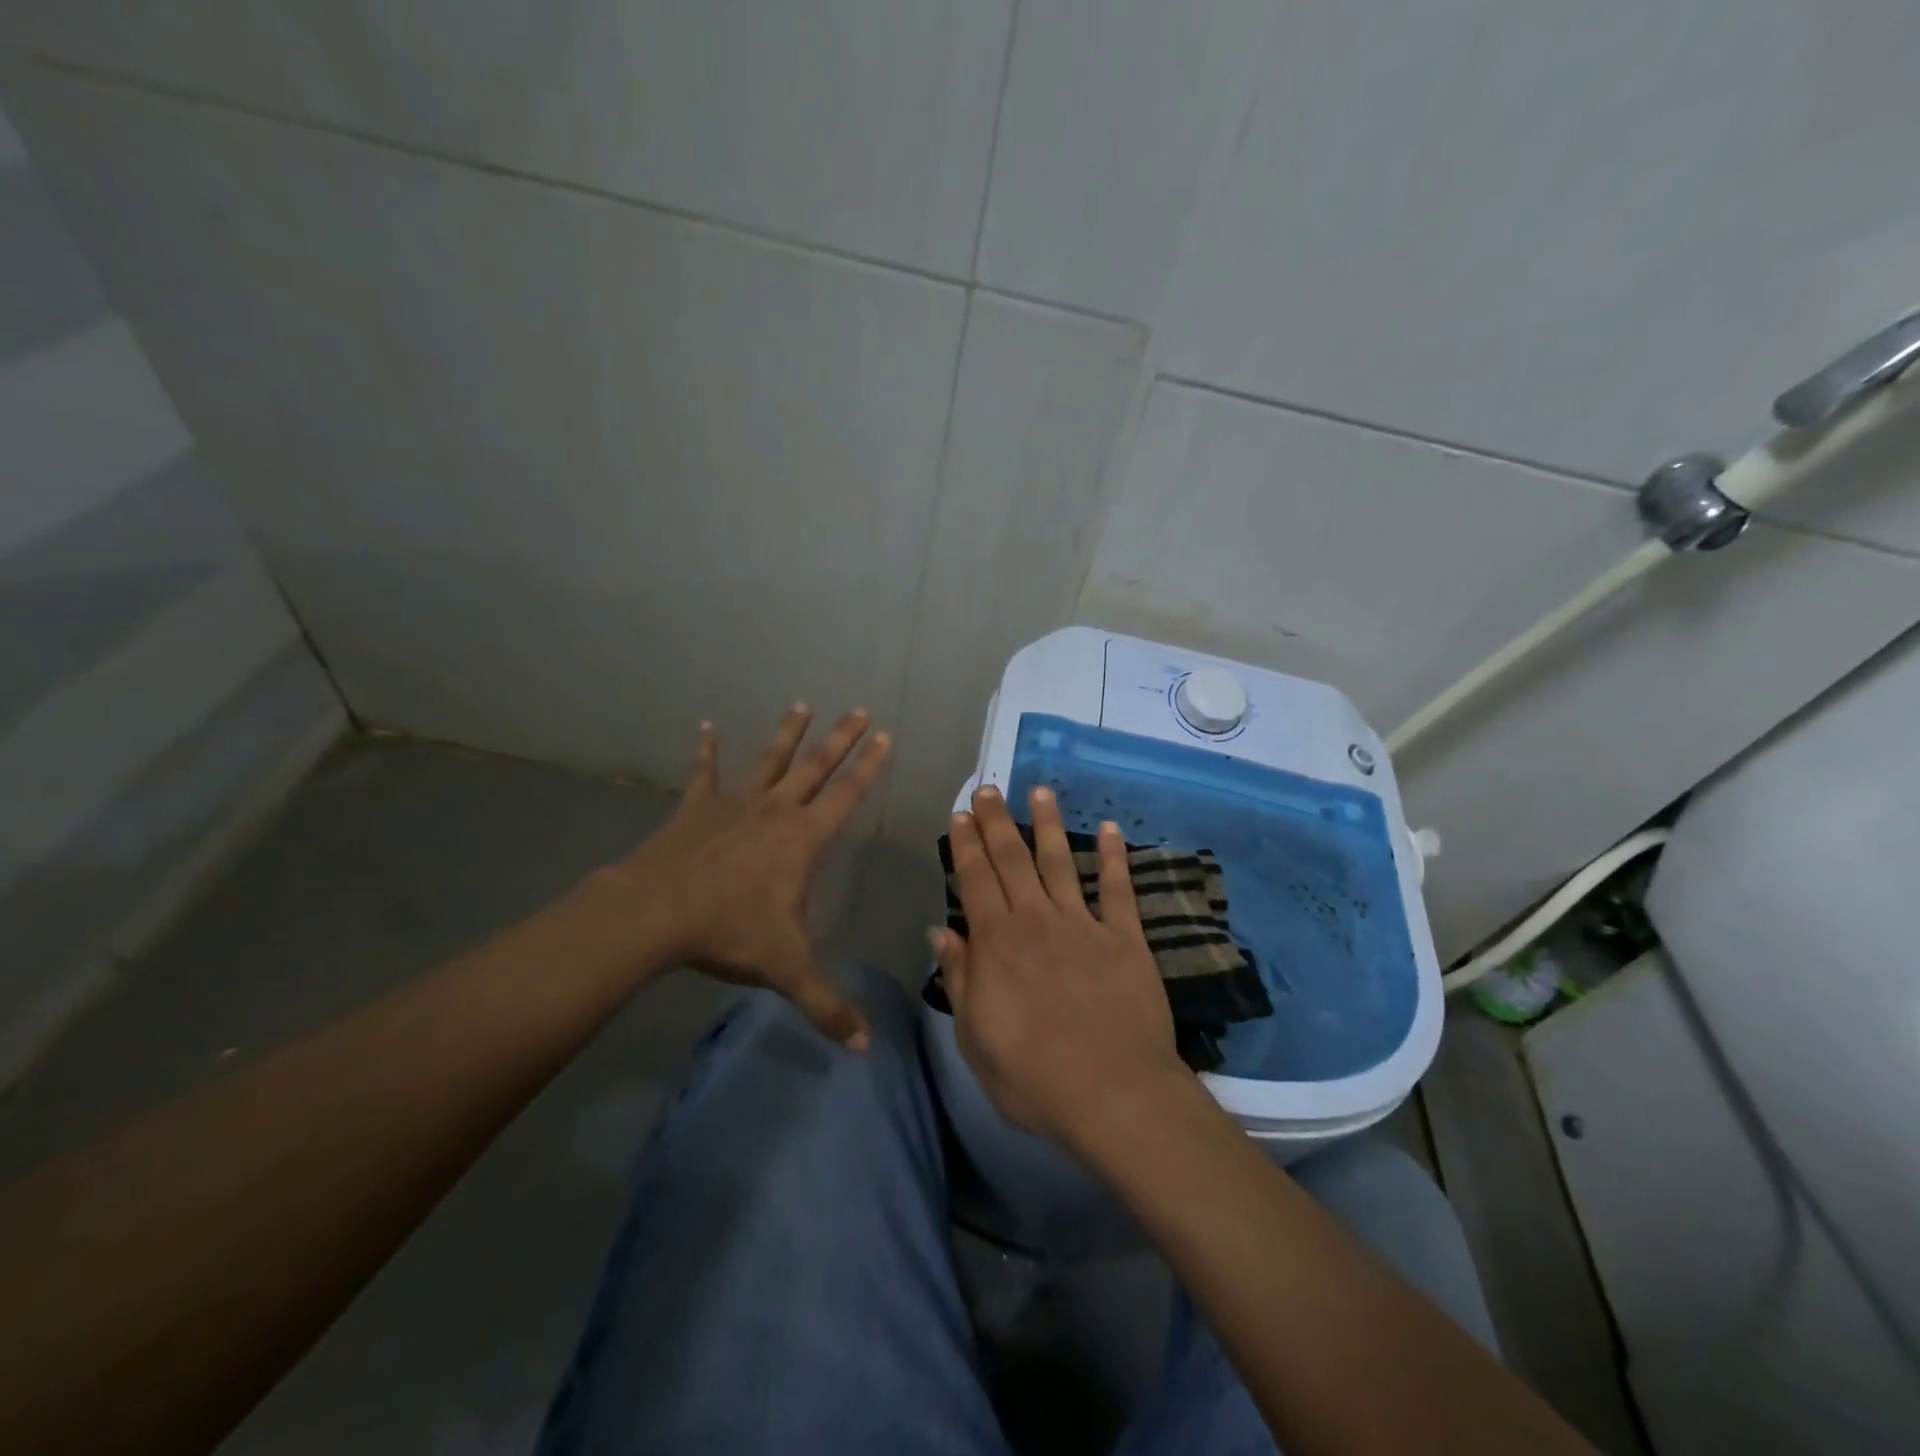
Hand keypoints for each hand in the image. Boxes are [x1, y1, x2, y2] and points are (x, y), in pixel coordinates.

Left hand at [606, 705, 890, 1047]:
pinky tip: (705, 726)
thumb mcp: (787, 970)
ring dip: (787, 734)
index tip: (884, 736)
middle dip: (840, 739)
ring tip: (801, 705)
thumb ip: (827, 1005)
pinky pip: (704, 773)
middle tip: (858, 708)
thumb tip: (864, 1048)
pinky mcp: (697, 808)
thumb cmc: (729, 932)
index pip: (846, 796)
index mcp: (803, 840)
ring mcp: (734, 804)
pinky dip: (706, 750)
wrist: (656, 914)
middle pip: (815, 767)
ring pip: (769, 761)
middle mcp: (775, 812)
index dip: (869, 766)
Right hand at [932, 783, 1189, 1148]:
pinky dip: (1115, 857)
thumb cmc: (1034, 1077)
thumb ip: (960, 979)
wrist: (1113, 1095)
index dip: (966, 845)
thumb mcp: (976, 1039)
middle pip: (1013, 860)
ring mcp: (1084, 925)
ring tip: (1039, 792)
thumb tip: (941, 932)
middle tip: (989, 789)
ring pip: (1061, 862)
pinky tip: (1111, 829)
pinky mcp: (1125, 938)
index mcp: (998, 943)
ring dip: (1048, 824)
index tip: (961, 814)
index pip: (976, 880)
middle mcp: (1037, 921)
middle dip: (997, 822)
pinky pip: (1118, 889)